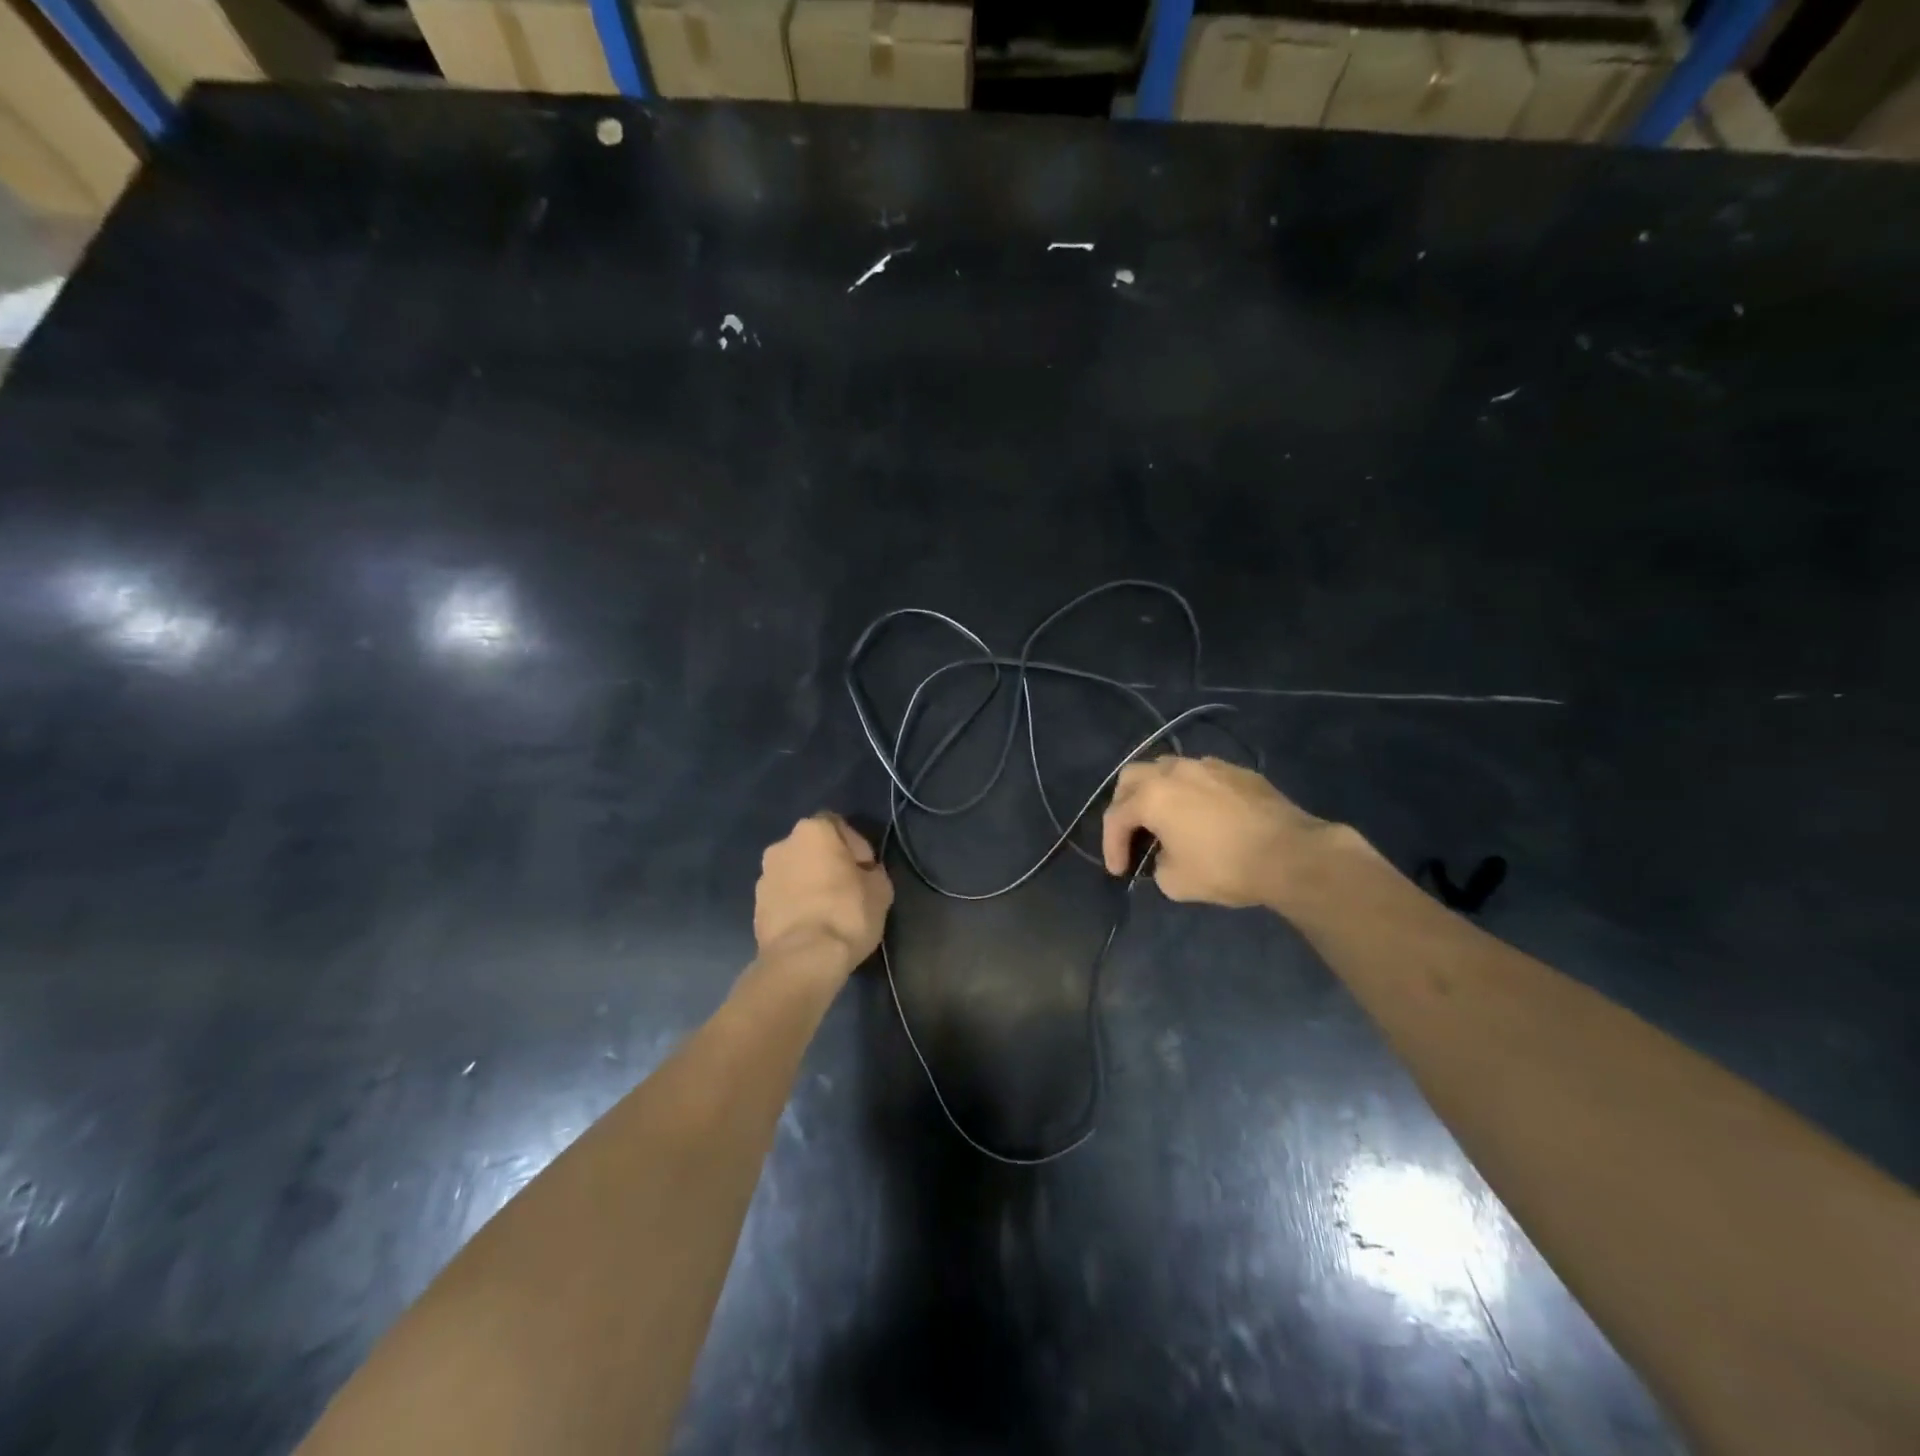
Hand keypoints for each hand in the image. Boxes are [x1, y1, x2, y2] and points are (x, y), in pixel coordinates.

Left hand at [754, 814, 893, 970]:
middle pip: (812, 848)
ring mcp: (764, 876)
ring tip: (827, 911)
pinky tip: (810, 926)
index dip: (855, 846)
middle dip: (829, 863)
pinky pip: (783, 897)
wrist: (802, 959)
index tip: (865, 871)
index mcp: (813, 831)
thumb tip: (864, 874)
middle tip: (848, 889)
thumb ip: (872, 872)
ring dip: (809, 884)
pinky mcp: (755, 906)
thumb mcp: (881, 889)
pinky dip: (796, 904)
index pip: (838, 826)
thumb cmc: (847, 914)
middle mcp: (782, 845)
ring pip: (795, 873)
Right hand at [1100, 756, 1328, 907]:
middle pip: (1132, 777)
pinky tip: (1202, 815)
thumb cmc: (1226, 867)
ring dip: (1157, 792)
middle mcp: (1175, 771)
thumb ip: (1158, 865)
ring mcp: (1208, 765)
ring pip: (1167, 769)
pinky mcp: (1237, 771)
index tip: (1119, 872)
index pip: (1116, 817)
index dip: (1111, 846)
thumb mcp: (1175, 882)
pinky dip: (1189, 792)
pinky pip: (1200, 776)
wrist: (1292, 854)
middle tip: (1131, 833)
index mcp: (1152, 796)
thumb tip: (1166, 856)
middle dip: (1124, 805)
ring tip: (1165, 819)